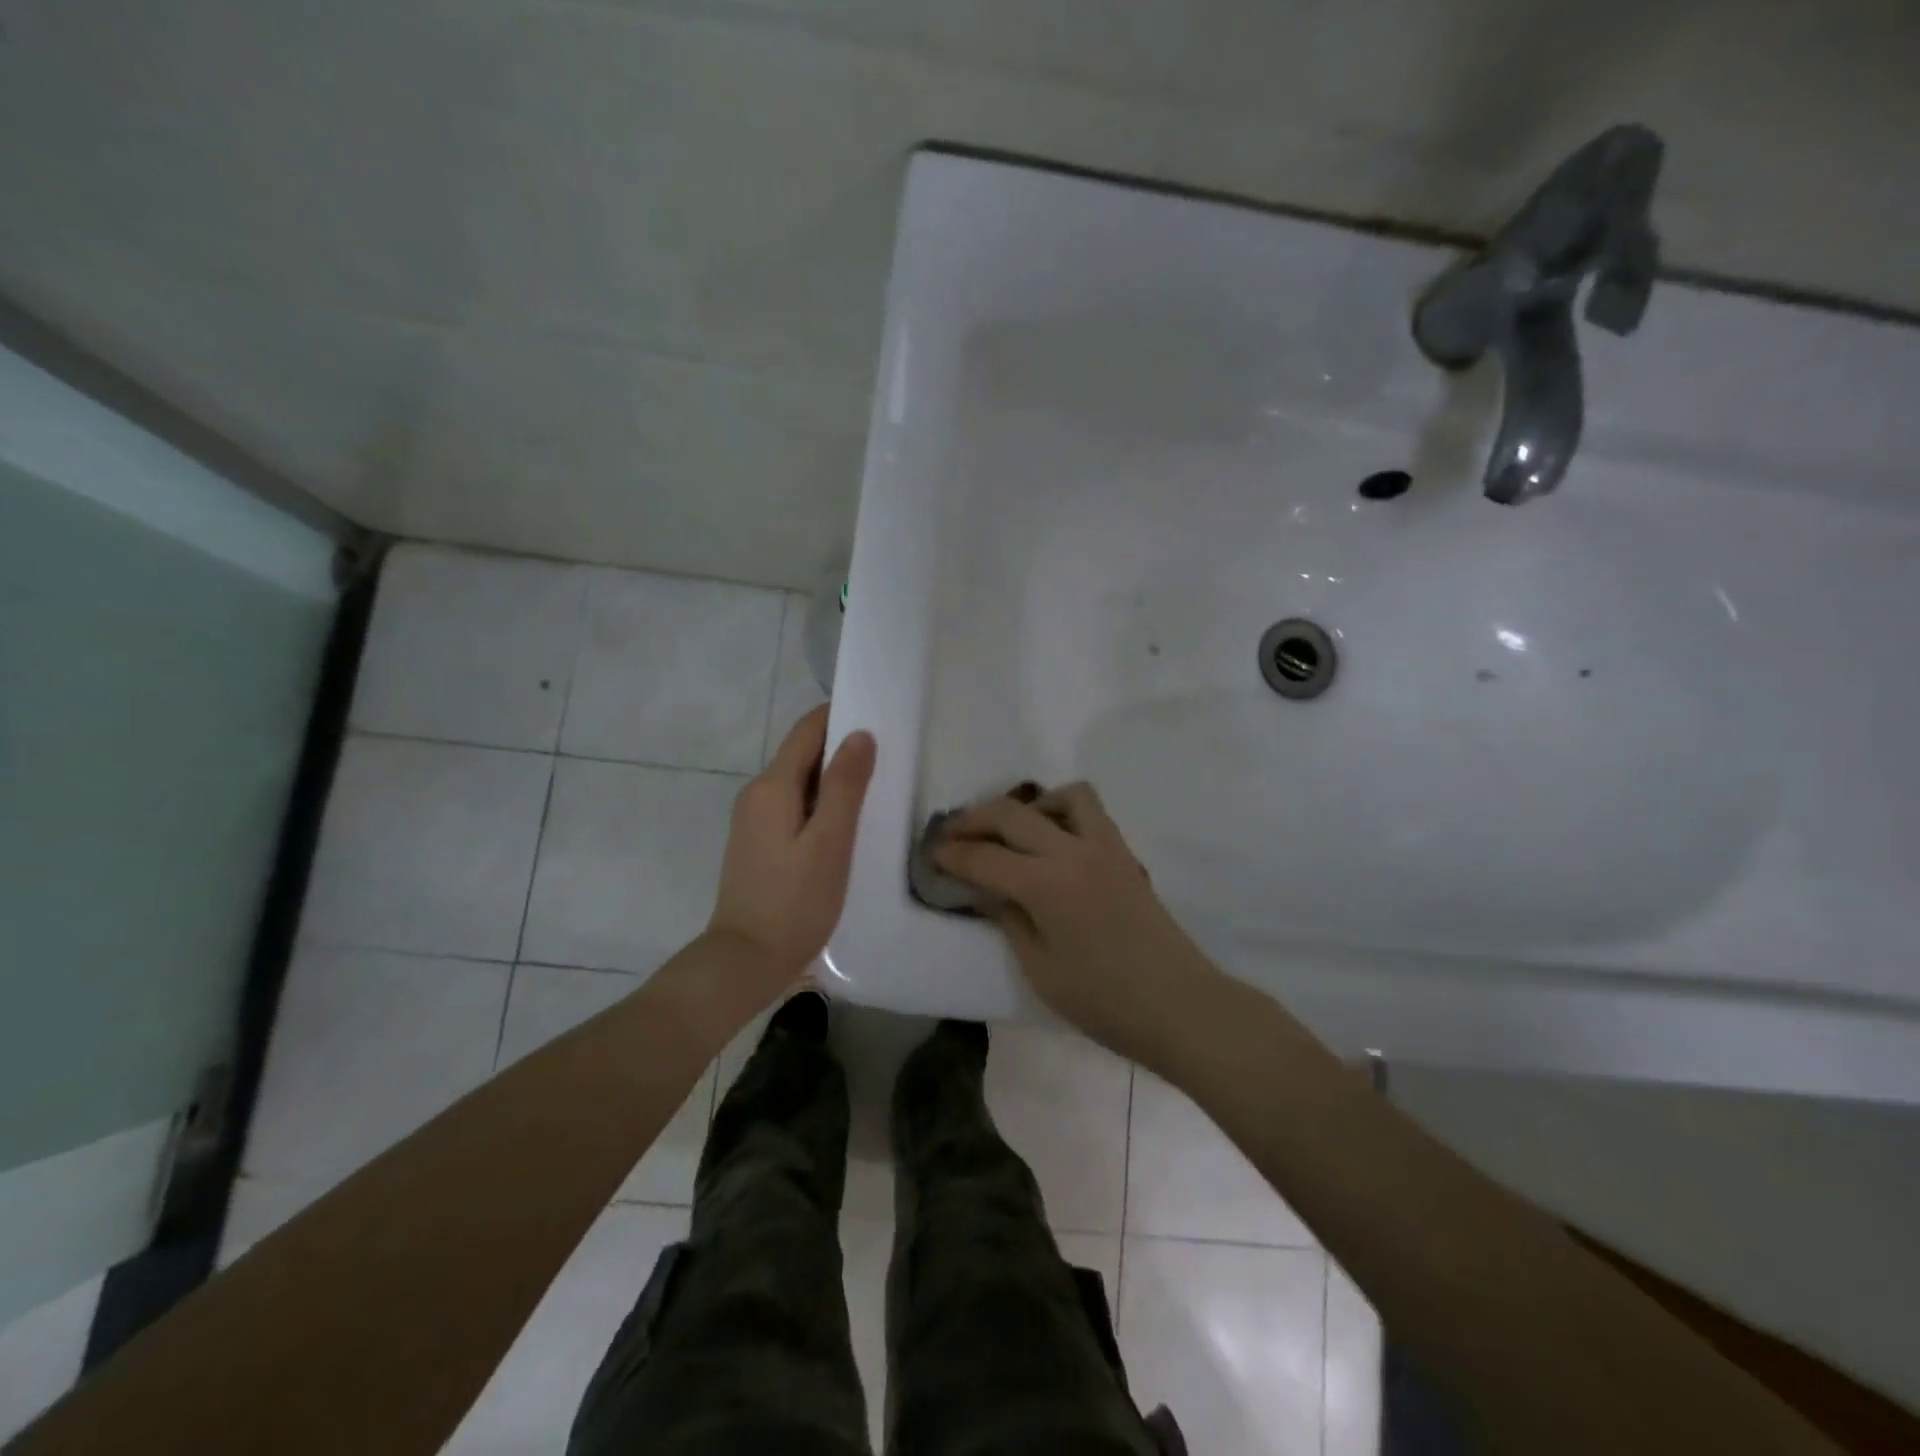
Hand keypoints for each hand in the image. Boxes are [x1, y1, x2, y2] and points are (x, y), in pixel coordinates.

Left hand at [707, 706, 876, 995]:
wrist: (745, 960)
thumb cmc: (794, 902)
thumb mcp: (830, 842)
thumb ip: (846, 786)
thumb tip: (860, 734)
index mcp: (772, 786)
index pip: (808, 730)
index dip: (841, 717)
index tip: (880, 717)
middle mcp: (757, 794)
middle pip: (803, 755)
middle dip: (842, 749)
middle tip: (890, 756)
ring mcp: (754, 820)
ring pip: (800, 783)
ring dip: (835, 780)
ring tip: (878, 789)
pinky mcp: (759, 844)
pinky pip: (794, 808)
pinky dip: (822, 805)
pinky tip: (848, 825)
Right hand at [934, 782, 1220, 1066]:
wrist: (1180, 1006)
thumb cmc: (1104, 1002)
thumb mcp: (1040, 970)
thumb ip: (1009, 920)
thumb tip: (987, 890)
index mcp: (1046, 885)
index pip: (984, 856)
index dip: (951, 854)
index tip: (930, 855)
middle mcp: (1073, 851)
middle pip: (1012, 813)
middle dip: (974, 819)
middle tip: (952, 836)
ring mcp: (1105, 847)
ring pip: (1062, 795)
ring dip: (1028, 806)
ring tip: (1012, 834)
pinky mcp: (1125, 854)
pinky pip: (1091, 812)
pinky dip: (1063, 812)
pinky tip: (1053, 844)